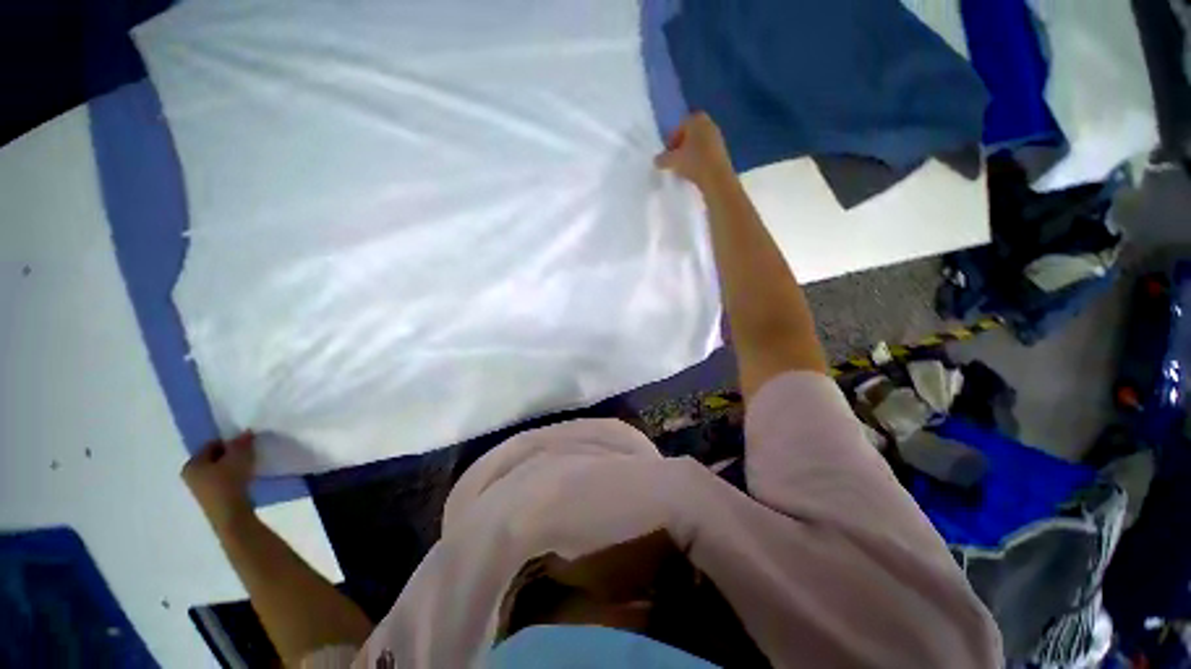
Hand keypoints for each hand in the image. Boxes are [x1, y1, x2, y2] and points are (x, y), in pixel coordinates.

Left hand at [182, 432, 256, 530]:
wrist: (231, 515)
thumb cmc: (229, 482)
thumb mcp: (239, 457)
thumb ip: (241, 442)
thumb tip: (245, 433)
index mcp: (191, 464)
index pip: (211, 445)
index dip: (229, 443)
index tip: (244, 446)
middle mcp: (190, 475)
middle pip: (212, 458)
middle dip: (229, 456)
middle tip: (246, 456)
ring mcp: (198, 490)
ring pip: (217, 471)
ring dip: (231, 467)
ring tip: (247, 469)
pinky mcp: (210, 499)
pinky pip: (220, 482)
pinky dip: (231, 479)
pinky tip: (243, 481)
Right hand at [654, 112, 734, 190]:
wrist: (717, 178)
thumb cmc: (694, 163)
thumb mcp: (673, 161)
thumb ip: (662, 159)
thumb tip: (657, 160)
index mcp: (696, 119)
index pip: (679, 127)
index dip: (671, 140)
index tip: (667, 154)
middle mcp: (709, 124)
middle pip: (689, 135)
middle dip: (680, 147)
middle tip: (674, 161)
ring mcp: (717, 137)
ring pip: (698, 145)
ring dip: (690, 154)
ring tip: (683, 169)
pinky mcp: (722, 151)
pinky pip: (706, 153)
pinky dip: (699, 160)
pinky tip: (694, 172)